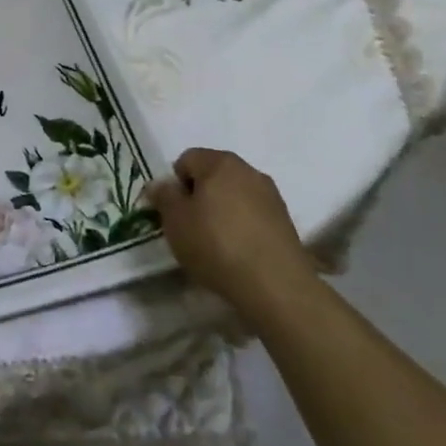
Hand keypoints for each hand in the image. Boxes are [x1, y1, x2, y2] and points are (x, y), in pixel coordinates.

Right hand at [147, 148, 320, 332]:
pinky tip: (238, 252)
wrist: (275, 285)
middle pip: (213, 175)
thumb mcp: (175, 221)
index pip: (187, 159)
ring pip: (234, 195)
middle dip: (199, 196)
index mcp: (220, 162)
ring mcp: (271, 196)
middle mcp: (248, 170)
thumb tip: (160, 184)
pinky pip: (253, 215)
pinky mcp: (285, 221)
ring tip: (215, 243)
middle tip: (190, 227)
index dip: (174, 184)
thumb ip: (164, 196)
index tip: (173, 212)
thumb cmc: (216, 245)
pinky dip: (242, 226)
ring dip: (222, 211)